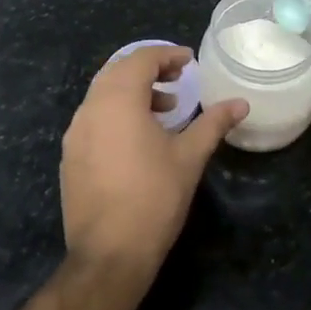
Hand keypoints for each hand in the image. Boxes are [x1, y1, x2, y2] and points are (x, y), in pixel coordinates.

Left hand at [60, 45, 246, 279]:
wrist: (109, 254)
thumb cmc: (154, 197)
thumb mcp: (190, 157)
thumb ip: (213, 123)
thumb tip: (240, 103)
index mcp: (118, 100)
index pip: (140, 59)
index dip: (167, 55)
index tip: (189, 62)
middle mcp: (90, 109)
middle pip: (117, 72)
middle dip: (149, 70)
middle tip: (178, 80)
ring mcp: (75, 134)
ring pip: (103, 95)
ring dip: (133, 92)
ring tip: (165, 110)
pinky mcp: (70, 157)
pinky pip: (93, 119)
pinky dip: (116, 113)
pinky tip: (139, 139)